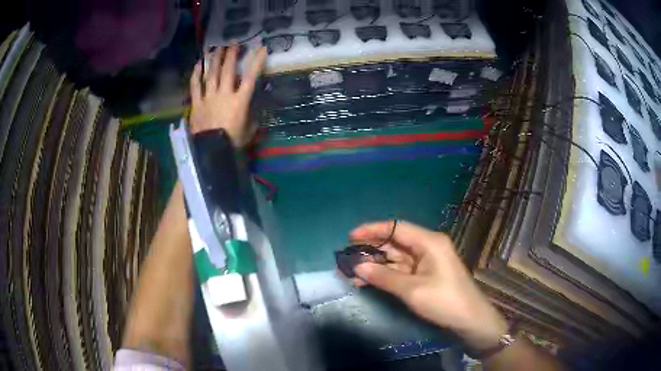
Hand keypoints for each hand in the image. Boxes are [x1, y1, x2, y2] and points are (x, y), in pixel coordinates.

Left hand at [189, 45, 267, 146]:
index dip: (257, 61)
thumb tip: (254, 106)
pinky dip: (196, 74)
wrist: (211, 151)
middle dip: (231, 54)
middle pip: (228, 69)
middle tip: (233, 43)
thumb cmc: (233, 142)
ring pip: (211, 73)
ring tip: (216, 47)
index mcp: (240, 100)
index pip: (251, 77)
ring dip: (214, 59)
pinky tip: (198, 64)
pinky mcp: (196, 103)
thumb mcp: (250, 129)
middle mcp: (224, 94)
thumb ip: (253, 115)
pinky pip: (195, 85)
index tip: (261, 49)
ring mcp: (208, 97)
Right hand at [350, 221, 508, 350]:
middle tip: (347, 258)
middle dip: (371, 249)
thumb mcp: (412, 290)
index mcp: (429, 242)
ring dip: (375, 265)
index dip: (372, 230)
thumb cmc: (444, 301)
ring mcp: (426, 261)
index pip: (396, 228)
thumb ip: (384, 277)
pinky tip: (367, 281)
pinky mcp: (425, 275)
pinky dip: (385, 275)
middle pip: (394, 242)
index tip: (350, 237)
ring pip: (396, 258)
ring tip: (352, 273)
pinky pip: (401, 270)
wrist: (470, 320)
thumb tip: (357, 267)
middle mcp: (427, 247)